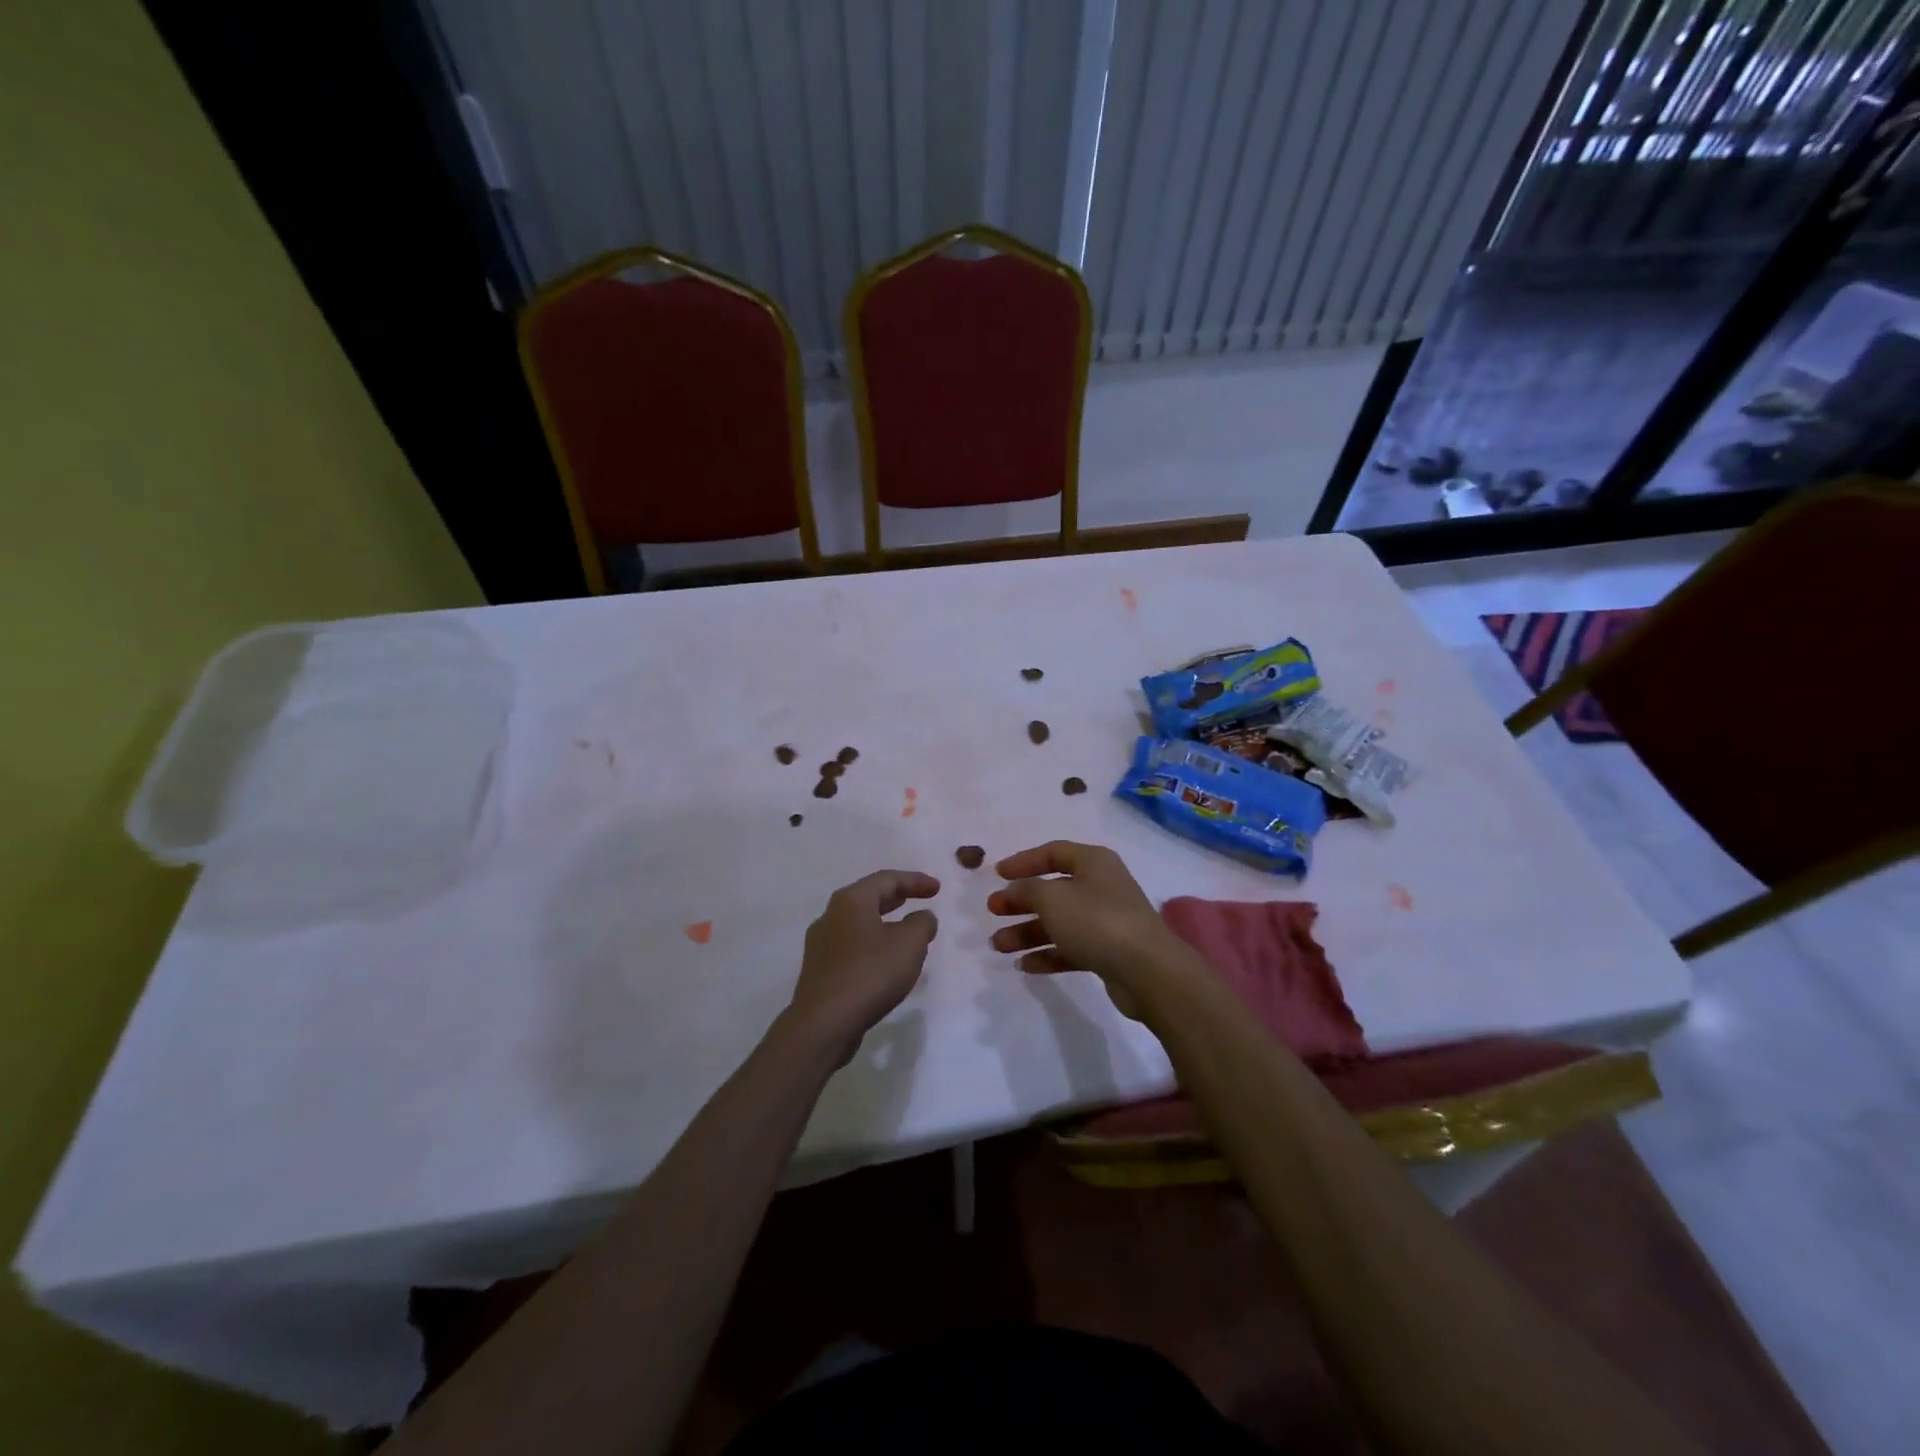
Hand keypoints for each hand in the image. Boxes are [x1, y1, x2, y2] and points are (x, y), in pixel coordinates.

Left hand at [788, 870, 939, 1063]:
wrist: (824, 1024)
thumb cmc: (870, 973)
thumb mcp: (909, 944)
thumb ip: (921, 924)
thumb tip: (922, 917)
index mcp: (850, 901)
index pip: (886, 879)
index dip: (915, 881)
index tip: (937, 888)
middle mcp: (830, 915)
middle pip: (869, 897)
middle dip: (897, 897)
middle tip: (919, 899)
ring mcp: (821, 944)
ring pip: (859, 923)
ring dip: (885, 922)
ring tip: (906, 930)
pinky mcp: (820, 970)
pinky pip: (852, 946)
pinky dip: (872, 943)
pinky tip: (885, 960)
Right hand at [987, 842, 1182, 1019]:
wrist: (1147, 971)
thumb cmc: (1096, 921)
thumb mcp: (1052, 898)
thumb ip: (1027, 889)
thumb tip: (1014, 888)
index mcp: (1094, 862)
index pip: (1053, 852)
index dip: (1023, 861)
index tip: (996, 874)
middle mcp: (1102, 886)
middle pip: (1054, 889)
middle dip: (1021, 901)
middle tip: (993, 910)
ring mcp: (1107, 920)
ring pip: (1060, 921)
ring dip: (1027, 932)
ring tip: (998, 945)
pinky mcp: (1109, 951)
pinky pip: (1071, 947)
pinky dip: (1048, 954)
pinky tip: (1024, 965)